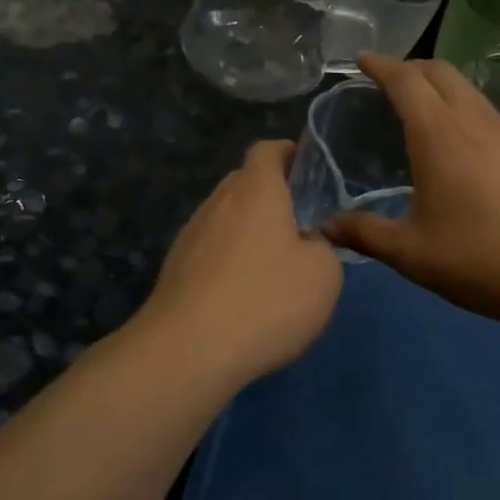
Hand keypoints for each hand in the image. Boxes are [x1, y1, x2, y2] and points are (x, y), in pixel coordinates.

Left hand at [135, 140, 343, 385]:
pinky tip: (243, 296)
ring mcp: (191, 234)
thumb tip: (307, 242)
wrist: (188, 350)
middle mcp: (218, 201)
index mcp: (256, 189)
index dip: (289, 154)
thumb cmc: (266, 300)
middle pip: (245, 183)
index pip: (267, 150)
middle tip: (300, 227)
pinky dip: (229, 261)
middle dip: (272, 197)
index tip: (309, 173)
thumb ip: (323, 247)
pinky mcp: (175, 268)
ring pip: (226, 218)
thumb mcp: (323, 274)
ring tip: (273, 268)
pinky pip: (210, 250)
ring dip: (249, 232)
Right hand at [325, 53, 499, 336]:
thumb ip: (366, 234)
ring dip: (437, 85)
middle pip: (440, 71)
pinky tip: (454, 140)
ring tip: (415, 107)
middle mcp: (474, 121)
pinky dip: (459, 106)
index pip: (405, 81)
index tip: (360, 59)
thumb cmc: (483, 258)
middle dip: (409, 67)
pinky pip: (484, 109)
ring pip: (467, 88)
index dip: (380, 65)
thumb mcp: (413, 254)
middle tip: (384, 81)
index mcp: (440, 135)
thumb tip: (326, 227)